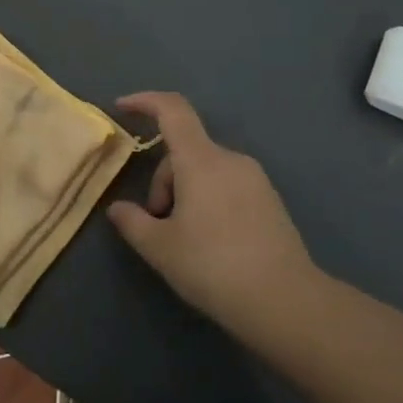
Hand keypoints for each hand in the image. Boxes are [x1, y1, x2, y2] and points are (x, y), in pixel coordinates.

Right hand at [107, 92, 319, 341]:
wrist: (285, 301)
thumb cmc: (213, 267)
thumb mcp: (160, 248)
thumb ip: (132, 222)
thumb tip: (118, 208)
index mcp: (201, 161)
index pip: (172, 110)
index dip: (145, 101)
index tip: (122, 108)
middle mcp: (230, 160)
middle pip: (185, 152)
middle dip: (163, 182)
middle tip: (157, 225)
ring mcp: (255, 179)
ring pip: (205, 171)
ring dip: (185, 194)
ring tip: (183, 240)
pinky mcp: (270, 201)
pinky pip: (227, 186)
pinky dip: (208, 201)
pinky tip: (210, 243)